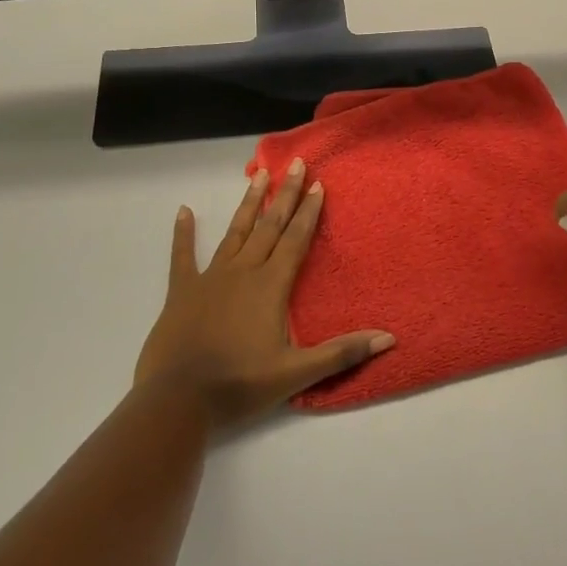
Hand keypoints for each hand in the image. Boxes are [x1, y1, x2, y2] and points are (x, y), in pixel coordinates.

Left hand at [136, 161, 395, 428]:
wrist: (178, 401)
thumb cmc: (240, 384)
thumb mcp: (297, 373)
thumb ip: (342, 353)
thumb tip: (388, 338)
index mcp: (271, 286)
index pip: (295, 240)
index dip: (309, 212)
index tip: (319, 184)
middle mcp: (243, 272)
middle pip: (269, 226)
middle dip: (285, 195)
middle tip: (296, 164)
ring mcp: (210, 278)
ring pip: (235, 232)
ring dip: (249, 204)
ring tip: (259, 174)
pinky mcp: (182, 292)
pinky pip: (182, 256)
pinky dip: (183, 234)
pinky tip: (183, 211)